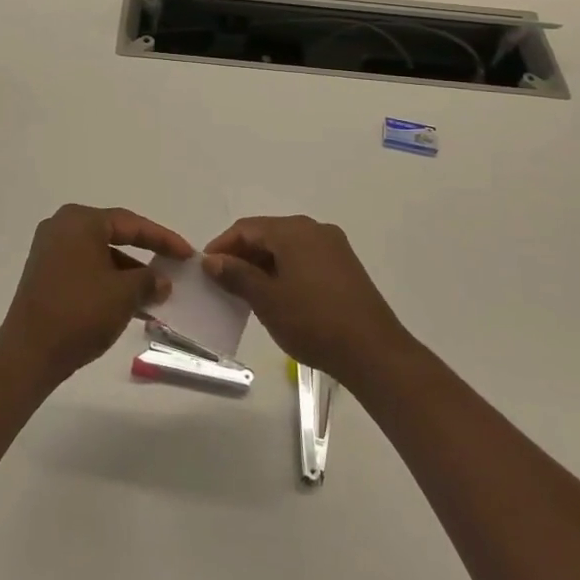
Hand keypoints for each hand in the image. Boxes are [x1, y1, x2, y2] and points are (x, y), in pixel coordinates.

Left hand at [0, 205, 193, 384]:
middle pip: (114, 236)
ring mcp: (49, 251)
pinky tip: (128, 303)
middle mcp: (61, 227)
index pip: (131, 224)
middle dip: (145, 254)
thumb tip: (162, 281)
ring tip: (154, 293)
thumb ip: (148, 280)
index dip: (163, 239)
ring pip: (100, 255)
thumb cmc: (80, 312)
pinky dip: (107, 281)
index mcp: (80, 221)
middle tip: (172, 266)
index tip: (187, 253)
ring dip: (127, 273)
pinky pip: (85, 269)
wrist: (28, 354)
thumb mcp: (124, 294)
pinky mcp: (44, 274)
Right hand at [201, 216, 411, 386]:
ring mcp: (334, 247)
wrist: (373, 352)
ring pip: (287, 247)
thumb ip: (237, 275)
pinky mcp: (345, 267)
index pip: (247, 228)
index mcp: (293, 230)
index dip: (222, 246)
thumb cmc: (313, 321)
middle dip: (242, 255)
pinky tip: (278, 296)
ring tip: (247, 292)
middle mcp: (314, 229)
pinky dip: (285, 270)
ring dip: (263, 264)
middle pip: (268, 234)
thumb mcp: (267, 300)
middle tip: (223, 282)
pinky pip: (305, 258)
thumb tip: (212, 260)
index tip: (205, 269)